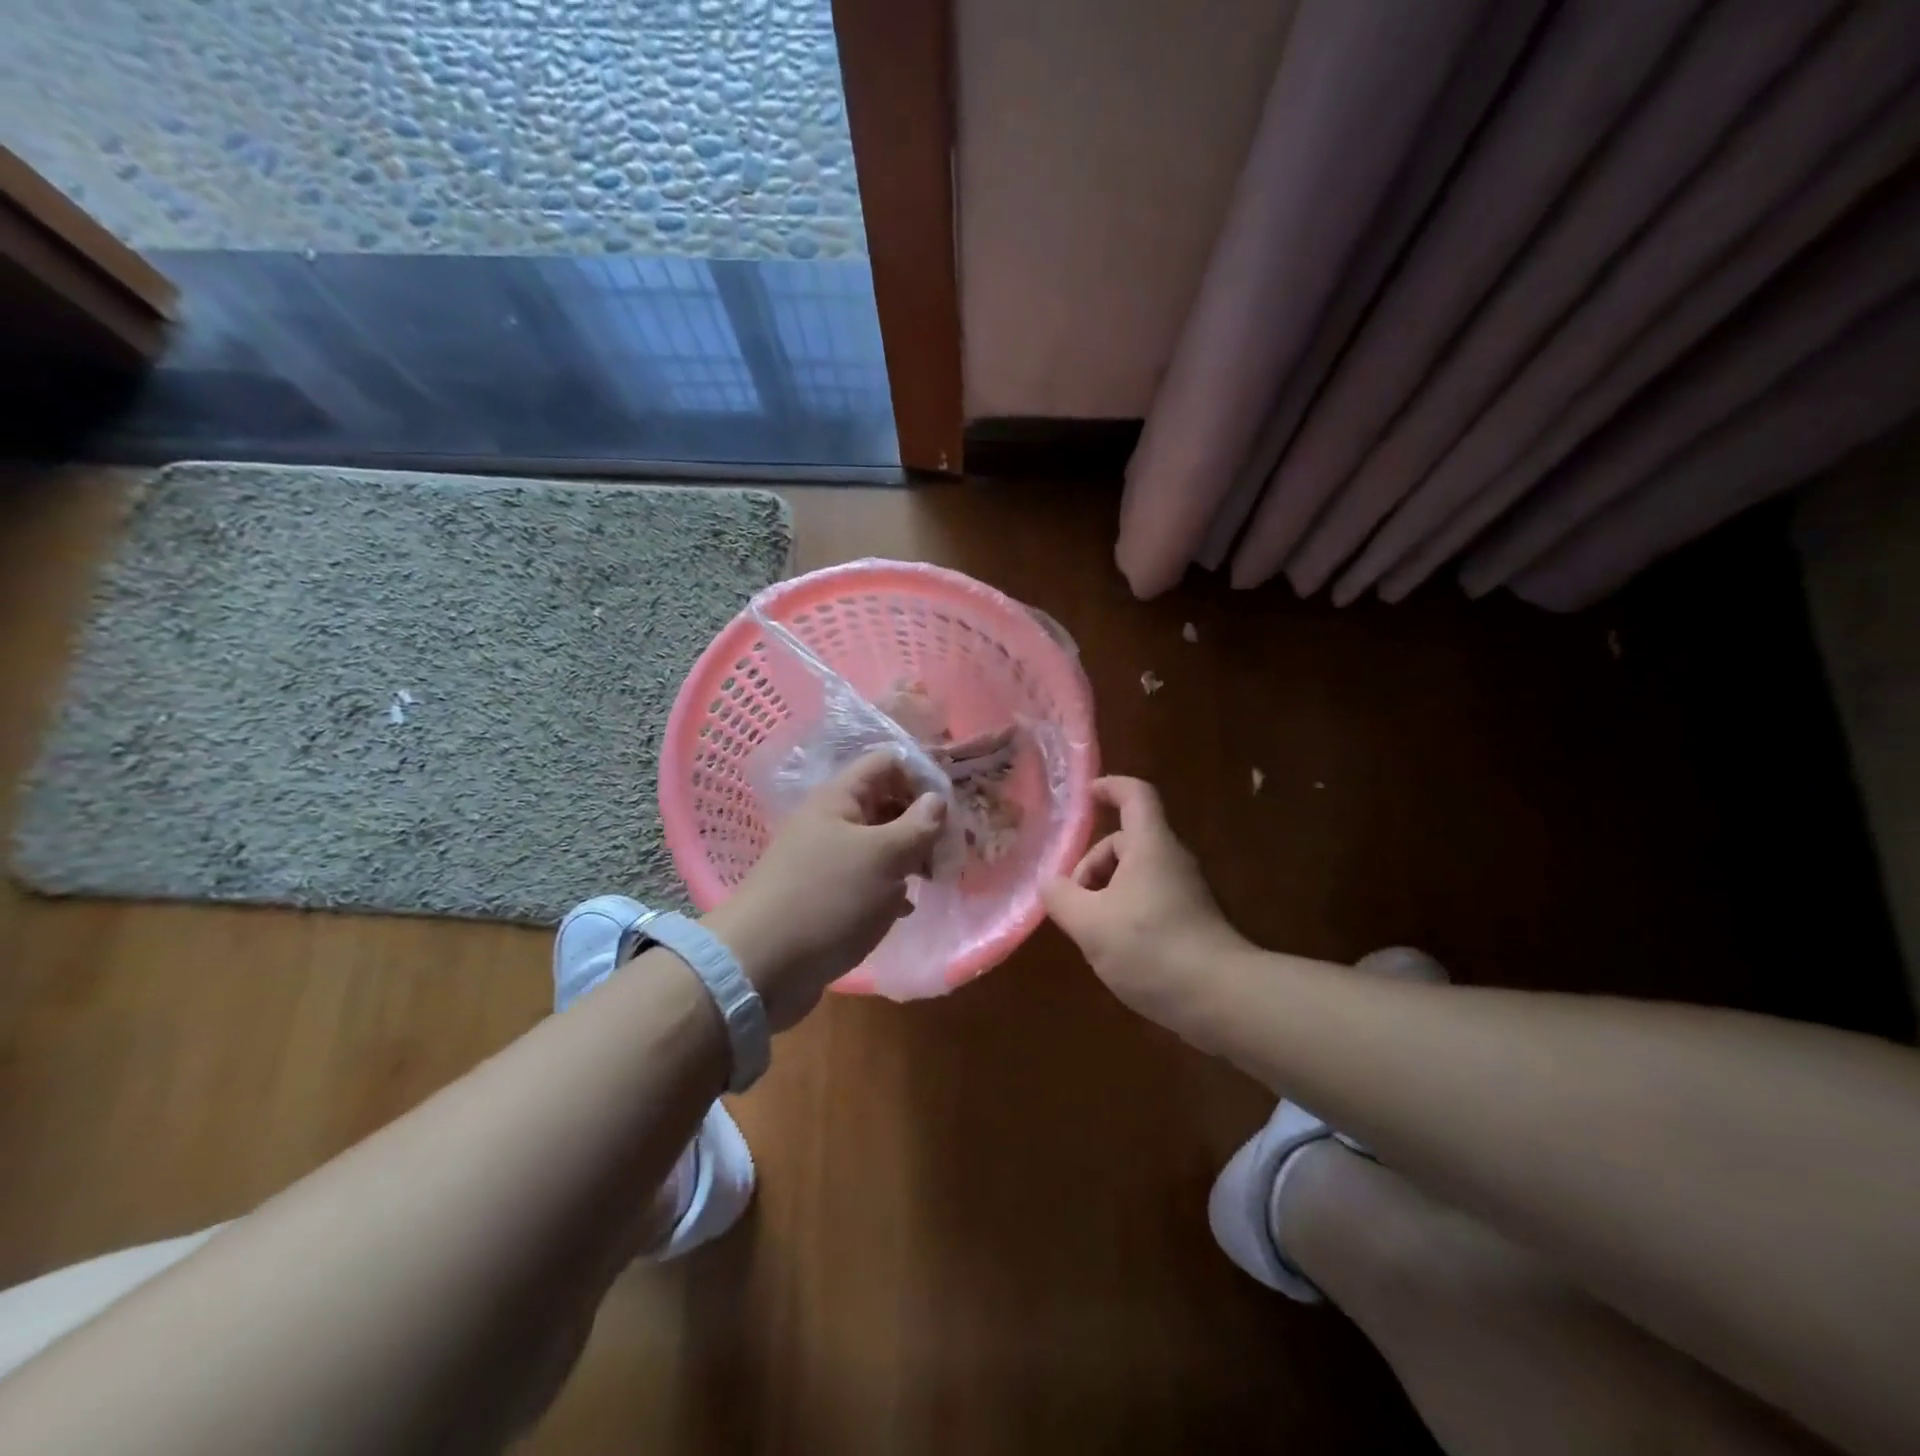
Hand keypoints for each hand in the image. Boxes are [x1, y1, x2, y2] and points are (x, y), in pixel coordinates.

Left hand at [706, 751, 944, 1029]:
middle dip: (920, 821)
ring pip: (878, 843)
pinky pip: (866, 879)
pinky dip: (889, 887)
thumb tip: (937, 798)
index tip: (950, 809)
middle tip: (949, 850)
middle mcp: (830, 822)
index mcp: (839, 799)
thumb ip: (917, 825)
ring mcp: (825, 860)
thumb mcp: (884, 857)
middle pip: (885, 802)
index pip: (887, 763)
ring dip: (908, 856)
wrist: (761, 967)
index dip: (921, 776)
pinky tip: (904, 909)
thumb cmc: (828, 900)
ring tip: (934, 879)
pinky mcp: (824, 895)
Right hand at [1041, 777, 1249, 1032]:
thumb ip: (1061, 897)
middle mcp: (1171, 860)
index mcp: (1150, 845)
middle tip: (1073, 902)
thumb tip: (1049, 883)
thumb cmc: (1151, 948)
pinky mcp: (1190, 920)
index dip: (1109, 787)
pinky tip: (1114, 948)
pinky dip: (1124, 911)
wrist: (1221, 999)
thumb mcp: (1090, 923)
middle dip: (1091, 865)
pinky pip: (1148, 898)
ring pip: (1134, 874)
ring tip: (1090, 931)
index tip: (1084, 797)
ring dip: (1105, 892)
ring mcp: (1185, 891)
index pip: (1134, 795)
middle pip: (1125, 841)